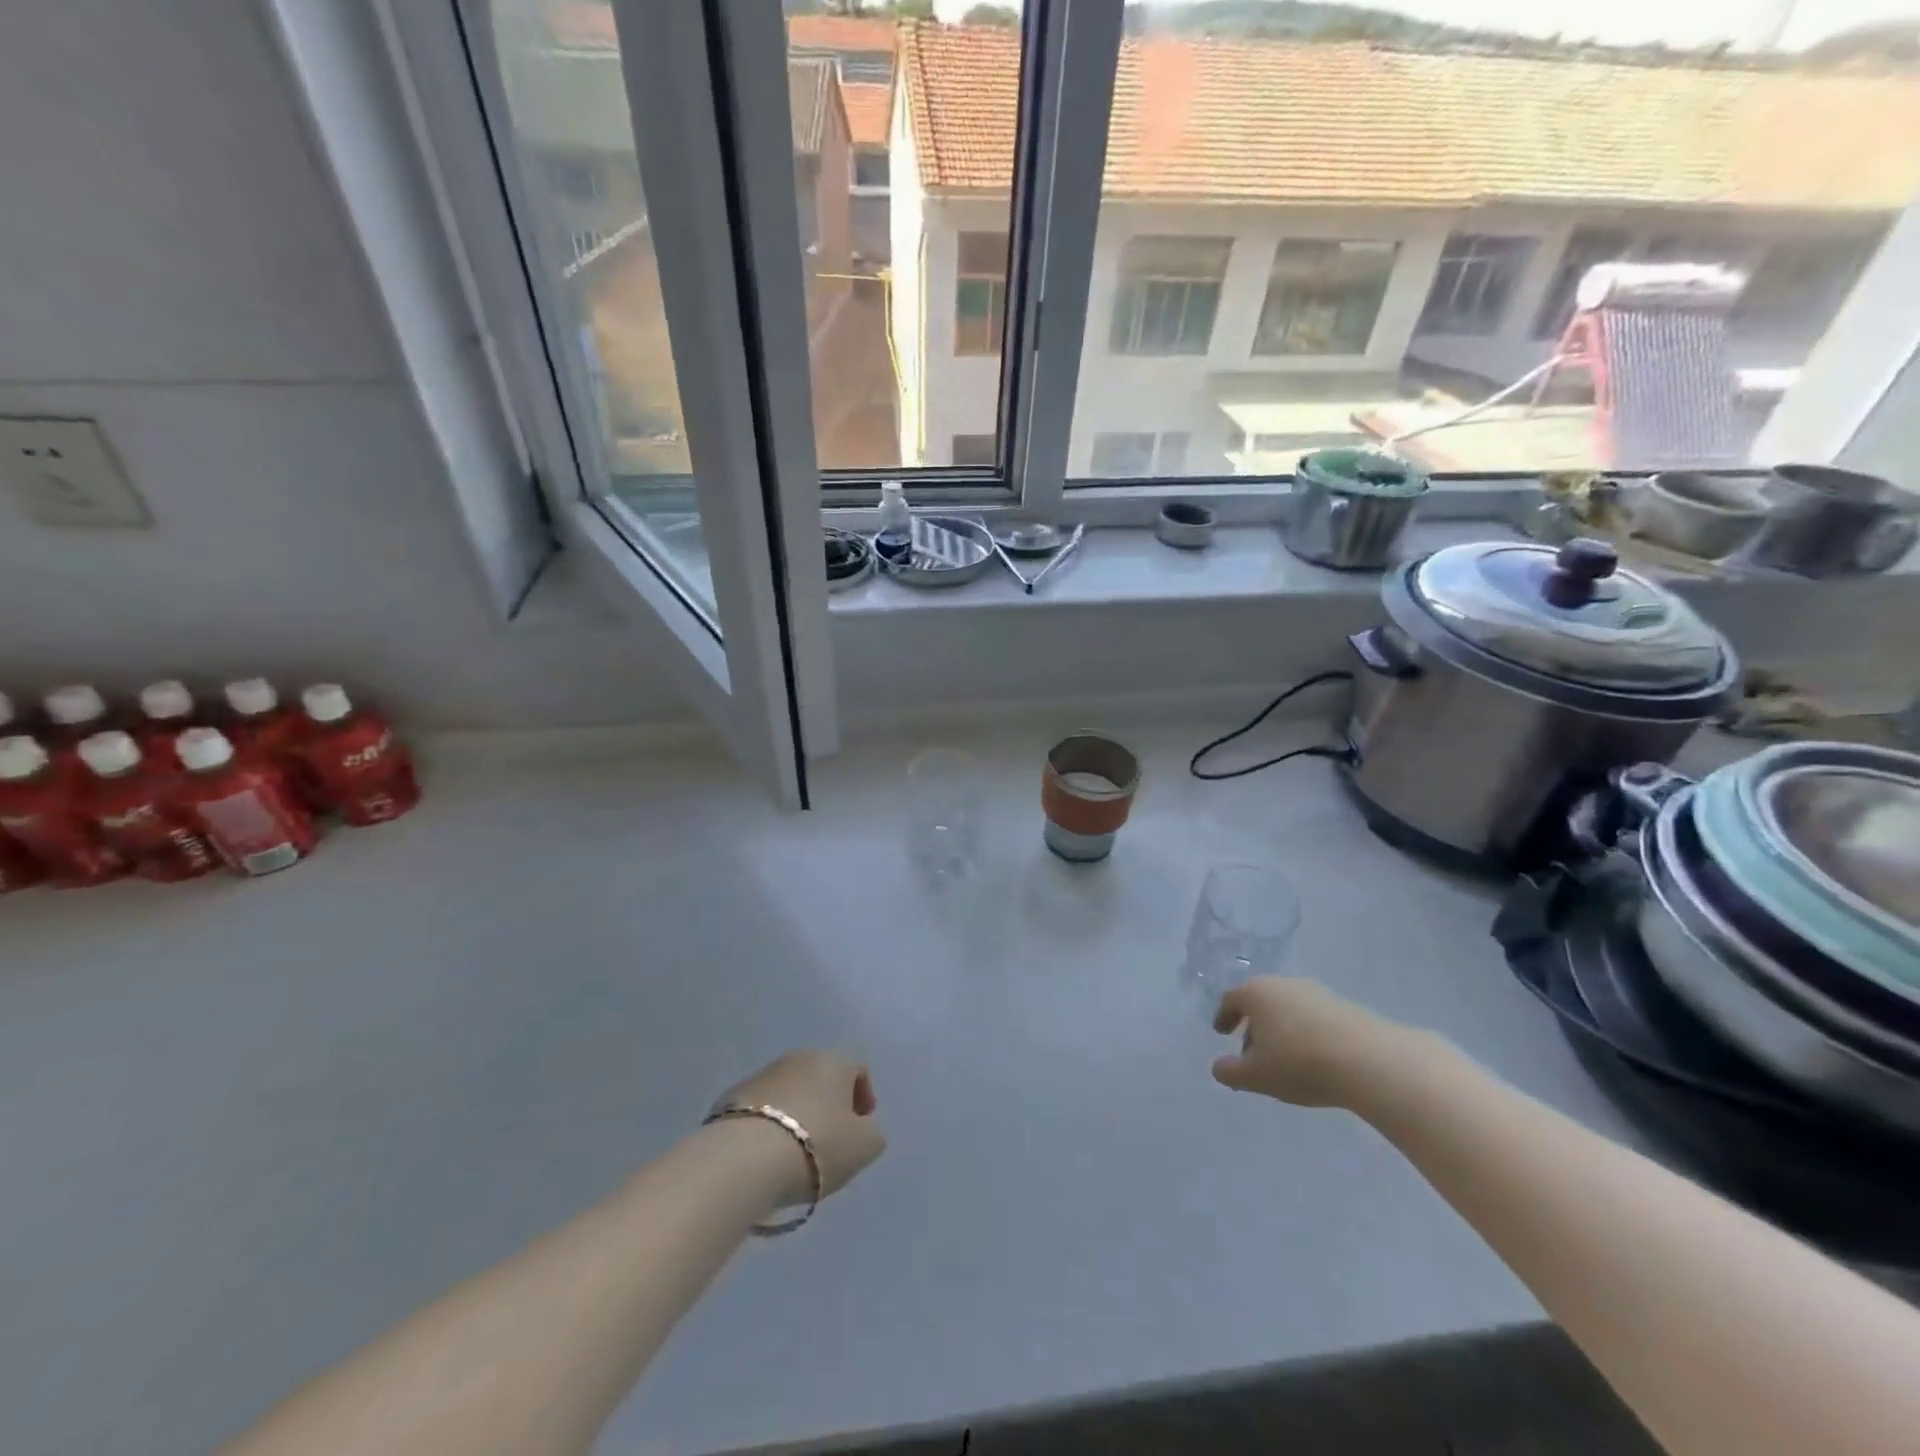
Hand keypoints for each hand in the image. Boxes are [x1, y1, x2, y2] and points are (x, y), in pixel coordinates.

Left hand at [711, 1051, 885, 1207]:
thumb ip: (872, 1133)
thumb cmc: (817, 1146)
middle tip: (831, 1139)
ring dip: (798, 1113)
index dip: (864, 1095)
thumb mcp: (864, 1147)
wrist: (745, 1158)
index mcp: (834, 1062)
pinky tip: (768, 1154)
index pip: (857, 1068)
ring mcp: (762, 1075)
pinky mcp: (731, 1097)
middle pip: (821, 1077)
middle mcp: (799, 1058)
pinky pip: (761, 1108)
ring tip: (797, 1151)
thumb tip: (863, 1128)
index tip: (862, 1125)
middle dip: (829, 1103)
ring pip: (790, 1090)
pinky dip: (769, 1125)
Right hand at [1211, 978, 1408, 1107]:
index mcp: (1255, 993)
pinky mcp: (1345, 1006)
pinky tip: (1315, 1058)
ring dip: (1281, 1029)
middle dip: (1254, 1026)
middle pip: (1260, 1001)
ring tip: (1286, 1060)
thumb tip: (1218, 1067)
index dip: (1224, 1017)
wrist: (1369, 1061)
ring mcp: (1316, 992)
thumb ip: (1230, 1072)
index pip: (1231, 999)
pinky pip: (1314, 1018)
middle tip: (1253, 1053)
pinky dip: (1307, 1033)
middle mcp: (1283, 984)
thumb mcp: (1256, 1076)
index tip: (1222, 1033)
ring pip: (1288, 1008)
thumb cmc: (1299, 1064)